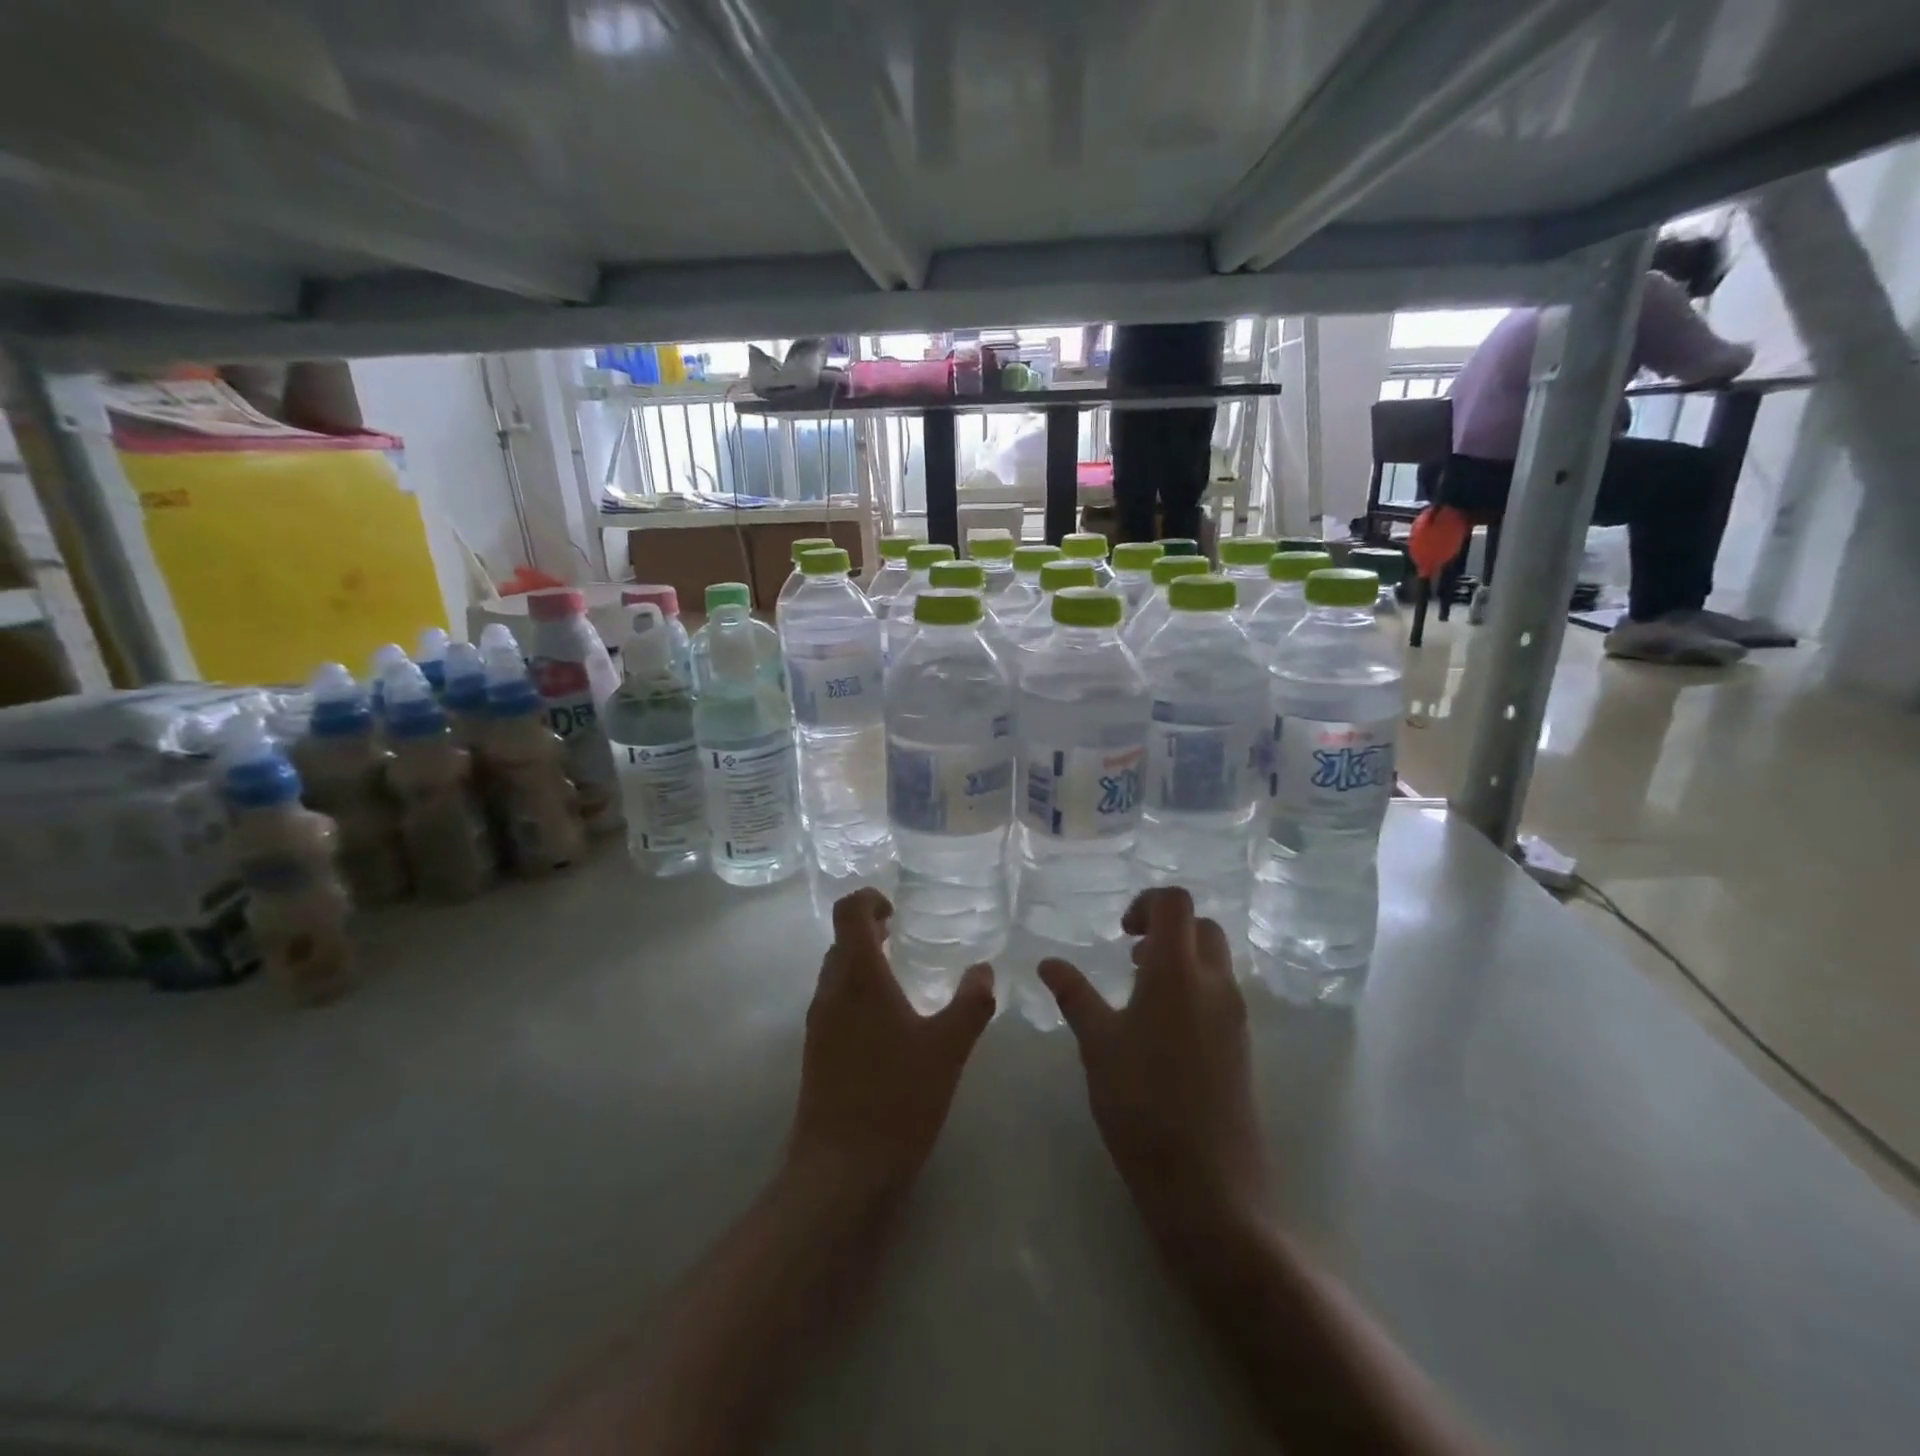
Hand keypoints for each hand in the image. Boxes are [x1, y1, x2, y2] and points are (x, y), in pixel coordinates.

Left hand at [787, 889, 995, 1200]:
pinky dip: (858, 993)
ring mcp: (818, 1023)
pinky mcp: (816, 1052)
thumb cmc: (897, 1099)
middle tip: (905, 937)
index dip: (869, 898)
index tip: (897, 909)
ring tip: (901, 978)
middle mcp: (830, 991)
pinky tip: (889, 1024)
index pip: (848, 912)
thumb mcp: (948, 1049)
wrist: (841, 1171)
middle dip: (870, 930)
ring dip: (863, 962)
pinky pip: (834, 1002)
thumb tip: (985, 970)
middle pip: (841, 940)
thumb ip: (971, 1004)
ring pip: (836, 973)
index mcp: (858, 977)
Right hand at [1040, 887, 1270, 1248]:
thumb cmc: (1142, 1104)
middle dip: (1166, 927)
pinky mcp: (1241, 1045)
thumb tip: (1048, 962)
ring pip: (1214, 960)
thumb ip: (1074, 995)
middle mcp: (1215, 984)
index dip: (1146, 903)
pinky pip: (1219, 993)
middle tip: (1130, 954)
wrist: (1209, 1186)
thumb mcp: (1097, 1045)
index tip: (1120, 932)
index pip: (1175, 903)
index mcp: (1178, 972)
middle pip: (1201, 926)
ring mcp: (1234, 1016)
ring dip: (1180, 957)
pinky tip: (1160, 1028)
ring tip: (1139, 991)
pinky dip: (1192, 987)